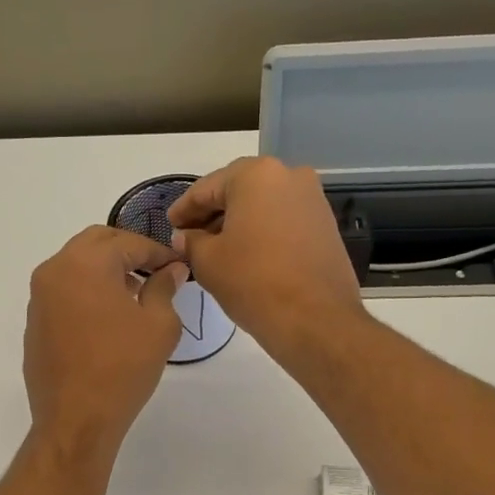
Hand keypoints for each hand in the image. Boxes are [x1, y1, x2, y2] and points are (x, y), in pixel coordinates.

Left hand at [24, 227, 188, 457]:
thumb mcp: (159, 326)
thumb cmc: (123, 369)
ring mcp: (39, 298)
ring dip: (105, 270)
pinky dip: (86, 292)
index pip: (128, 242)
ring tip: (134, 294)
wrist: (76, 419)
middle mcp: (55, 271)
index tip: (177, 265)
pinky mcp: (34, 323)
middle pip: (96, 243)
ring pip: (76, 266)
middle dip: (127, 251)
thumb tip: (171, 270)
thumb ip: (164, 288)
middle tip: (154, 271)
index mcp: (85, 263)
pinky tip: (106, 319)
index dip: (158, 251)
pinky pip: (64, 292)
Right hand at [166, 156, 365, 365]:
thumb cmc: (253, 282)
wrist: (315, 319)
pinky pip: (282, 221)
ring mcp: (312, 199)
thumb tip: (185, 236)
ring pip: (262, 206)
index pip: (207, 188)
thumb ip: (190, 242)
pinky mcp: (325, 225)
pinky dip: (261, 232)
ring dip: (237, 224)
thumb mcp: (208, 262)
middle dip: (212, 214)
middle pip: (238, 192)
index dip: (183, 209)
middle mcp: (289, 175)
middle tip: (189, 238)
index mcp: (256, 175)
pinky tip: (246, 256)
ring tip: (215, 250)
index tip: (169, 226)